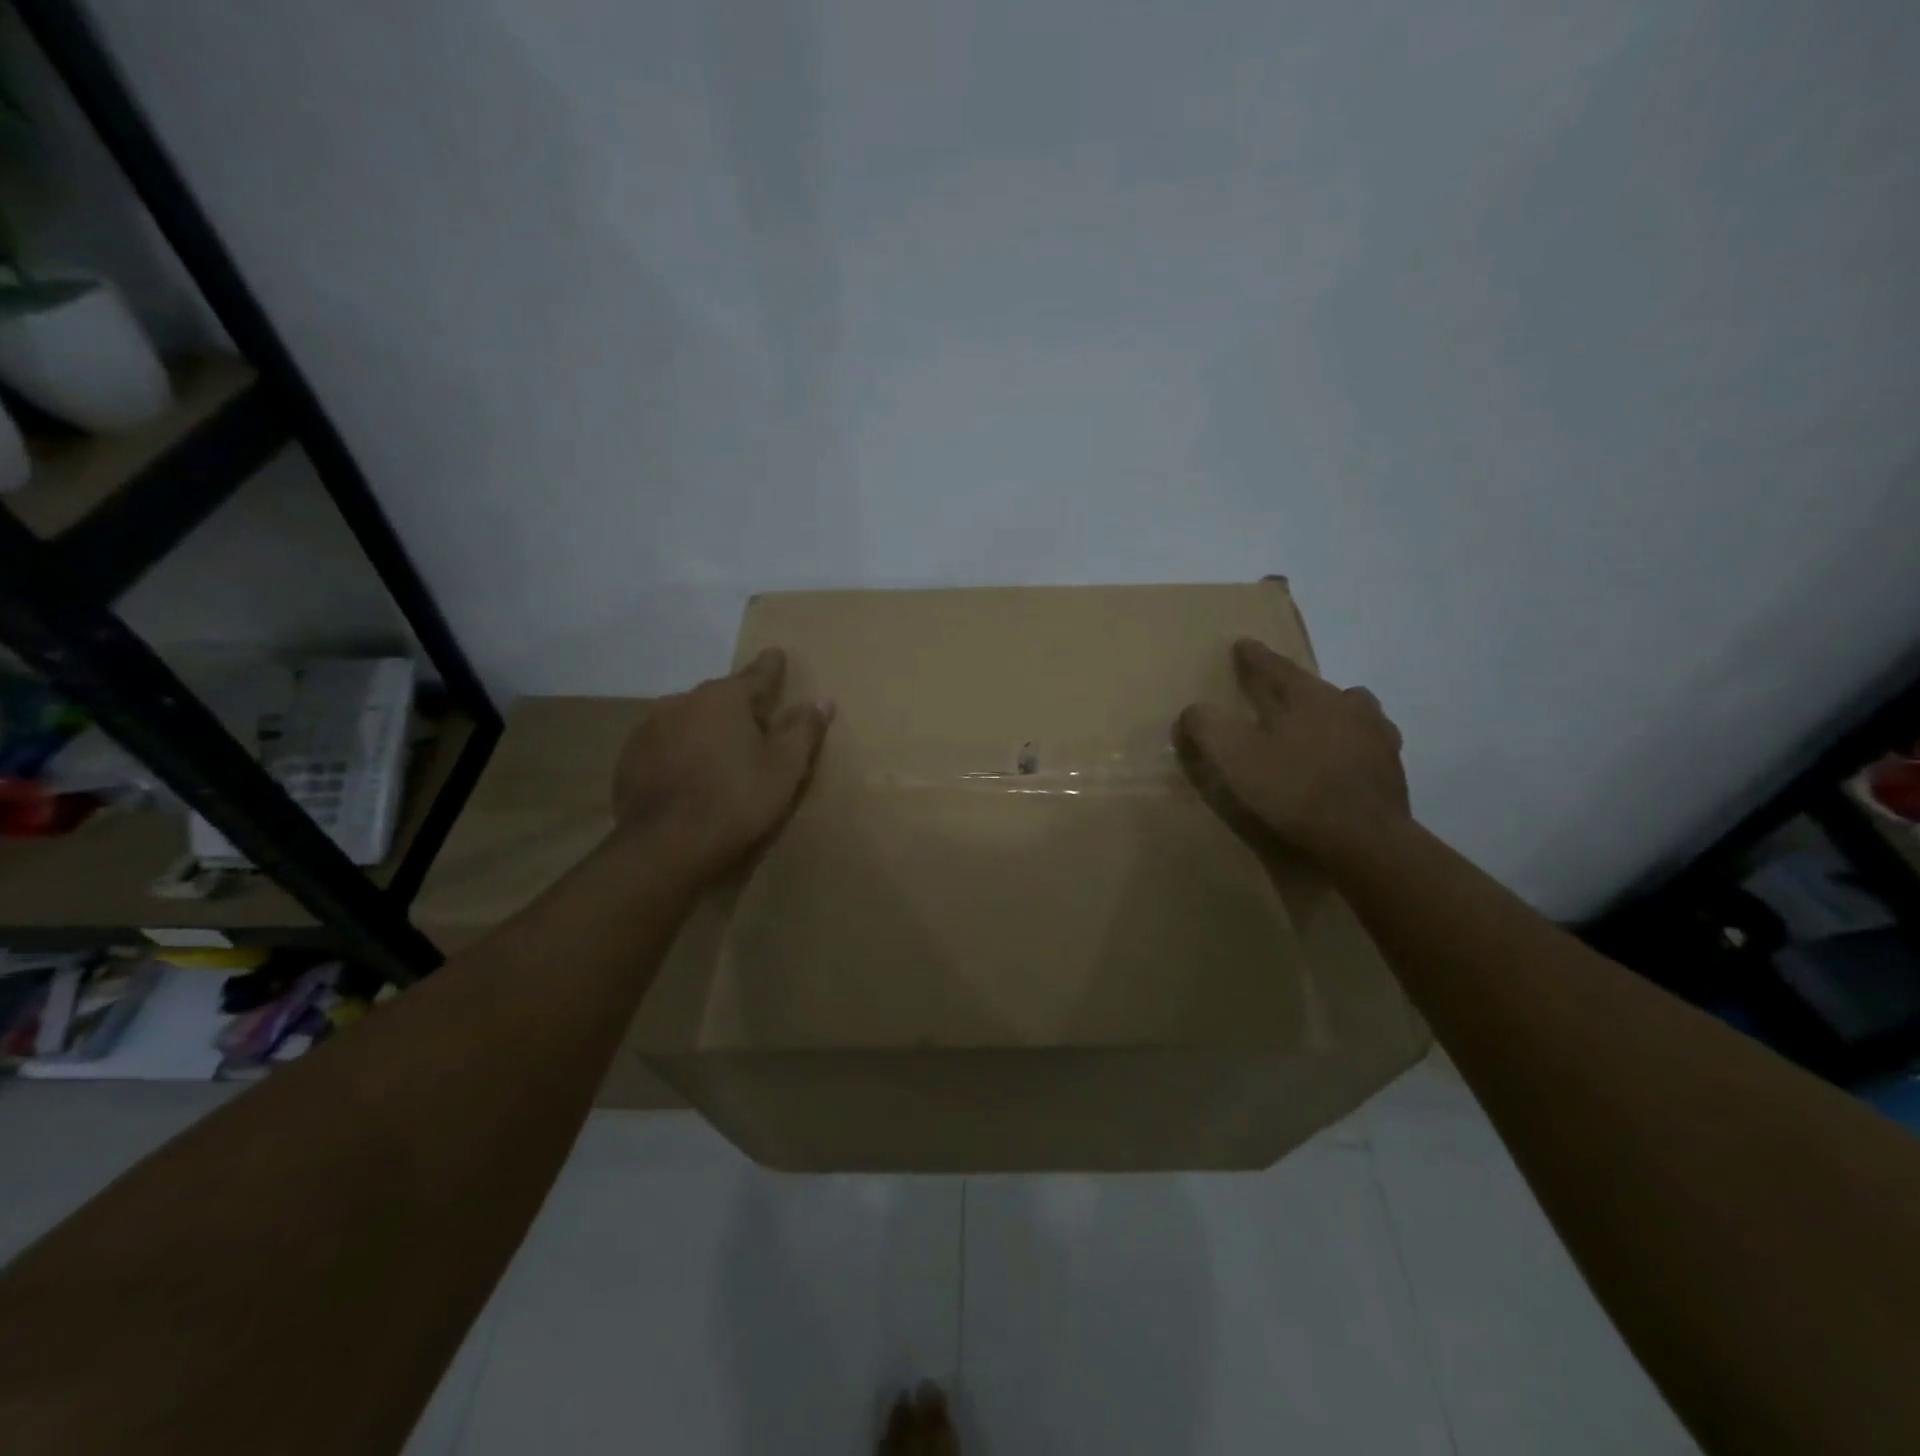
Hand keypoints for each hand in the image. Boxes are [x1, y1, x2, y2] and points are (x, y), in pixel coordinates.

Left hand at [612, 648, 832, 878]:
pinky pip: (666, 744)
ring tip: (721, 754)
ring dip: (707, 729)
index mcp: (723, 698)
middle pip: (720, 697)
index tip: (777, 654)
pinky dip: (681, 751)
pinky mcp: (630, 757)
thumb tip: (822, 700)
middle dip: (738, 706)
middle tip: (757, 725)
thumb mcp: (785, 767)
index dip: (772, 667)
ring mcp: (650, 728)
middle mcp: (682, 701)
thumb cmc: (736, 800)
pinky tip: (690, 775)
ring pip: (689, 719)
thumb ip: (804, 729)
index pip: (756, 674)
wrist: (665, 845)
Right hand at [1175, 638, 1408, 865]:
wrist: (1364, 838)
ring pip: (1353, 711)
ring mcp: (1377, 737)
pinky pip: (1367, 745)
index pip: (1276, 667)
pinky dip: (1352, 746)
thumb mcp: (1234, 757)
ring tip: (1317, 727)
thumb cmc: (1294, 789)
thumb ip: (1207, 726)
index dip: (1255, 657)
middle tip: (1278, 694)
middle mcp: (1347, 706)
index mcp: (1308, 697)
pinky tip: (1343, 762)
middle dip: (1296, 687)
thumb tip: (1192, 711)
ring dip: (1332, 713)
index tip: (1241, 644)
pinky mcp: (1391, 770)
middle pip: (1317, 687)